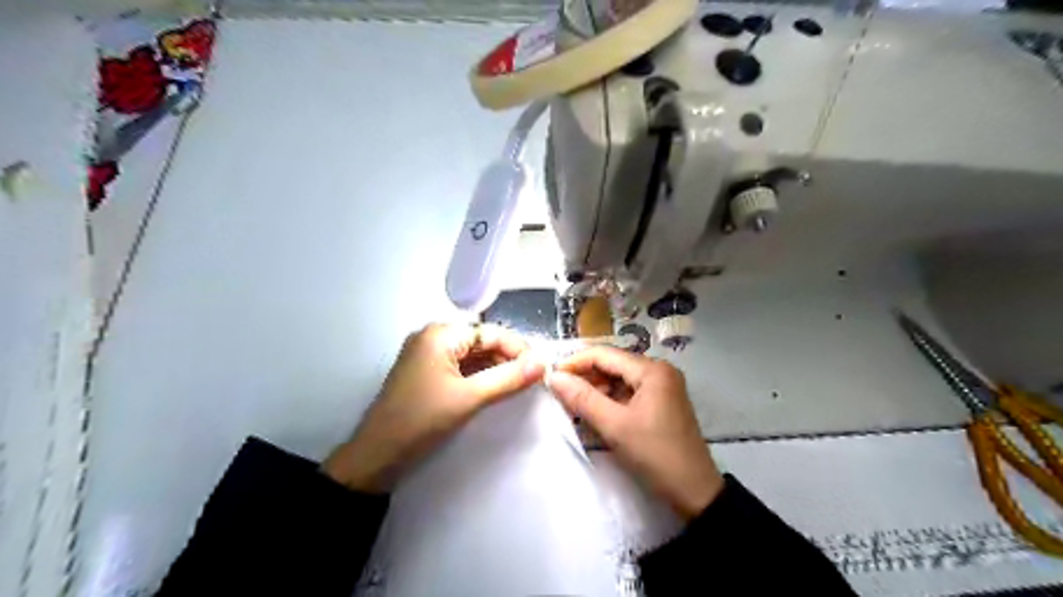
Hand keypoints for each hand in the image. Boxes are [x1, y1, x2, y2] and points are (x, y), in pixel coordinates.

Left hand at [322, 325, 539, 491]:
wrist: (375, 457)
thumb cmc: (421, 421)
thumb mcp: (469, 398)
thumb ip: (508, 378)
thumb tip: (543, 362)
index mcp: (440, 334)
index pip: (491, 332)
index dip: (518, 349)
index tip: (541, 368)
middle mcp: (433, 337)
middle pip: (481, 342)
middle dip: (507, 359)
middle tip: (533, 380)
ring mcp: (427, 356)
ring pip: (472, 356)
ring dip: (495, 369)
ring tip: (519, 386)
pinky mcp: (426, 374)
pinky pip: (460, 368)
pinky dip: (479, 377)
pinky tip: (495, 390)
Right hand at [548, 347, 722, 519]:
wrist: (695, 492)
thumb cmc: (655, 455)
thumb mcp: (614, 426)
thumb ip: (582, 398)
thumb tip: (553, 377)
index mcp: (651, 370)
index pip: (604, 354)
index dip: (575, 363)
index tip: (551, 378)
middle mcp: (658, 371)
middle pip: (612, 365)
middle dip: (585, 378)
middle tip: (560, 396)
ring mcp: (662, 387)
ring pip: (619, 379)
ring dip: (595, 391)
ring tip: (573, 407)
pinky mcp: (661, 402)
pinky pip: (628, 393)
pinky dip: (609, 401)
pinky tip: (594, 414)